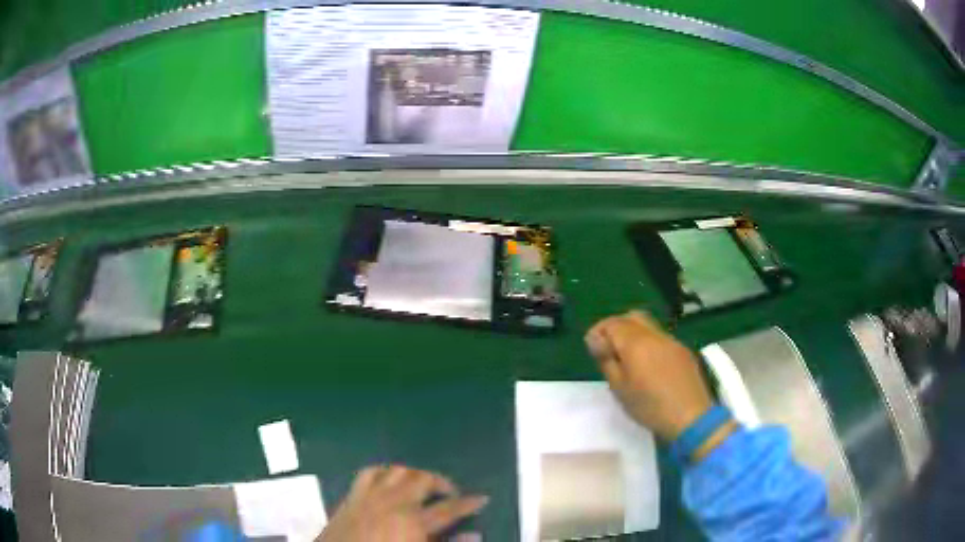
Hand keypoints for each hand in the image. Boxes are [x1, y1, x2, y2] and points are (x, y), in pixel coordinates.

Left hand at [318, 465, 488, 541]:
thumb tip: (475, 535)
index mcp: (412, 522)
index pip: (448, 509)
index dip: (468, 503)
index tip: (482, 499)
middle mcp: (392, 502)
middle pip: (422, 479)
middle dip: (441, 482)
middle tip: (451, 493)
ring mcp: (369, 496)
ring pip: (396, 471)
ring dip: (413, 474)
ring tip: (422, 485)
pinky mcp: (351, 497)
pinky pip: (368, 473)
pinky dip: (383, 472)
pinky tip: (389, 480)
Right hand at [585, 311, 717, 443]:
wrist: (690, 415)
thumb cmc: (649, 406)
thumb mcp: (619, 388)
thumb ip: (607, 360)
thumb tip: (596, 340)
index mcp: (636, 342)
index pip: (612, 324)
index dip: (598, 331)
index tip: (591, 348)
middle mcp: (654, 334)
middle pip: (631, 317)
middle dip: (616, 327)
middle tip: (607, 347)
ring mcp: (671, 340)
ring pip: (647, 325)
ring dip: (633, 333)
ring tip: (626, 356)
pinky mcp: (682, 350)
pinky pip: (660, 337)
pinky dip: (648, 342)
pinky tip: (647, 363)